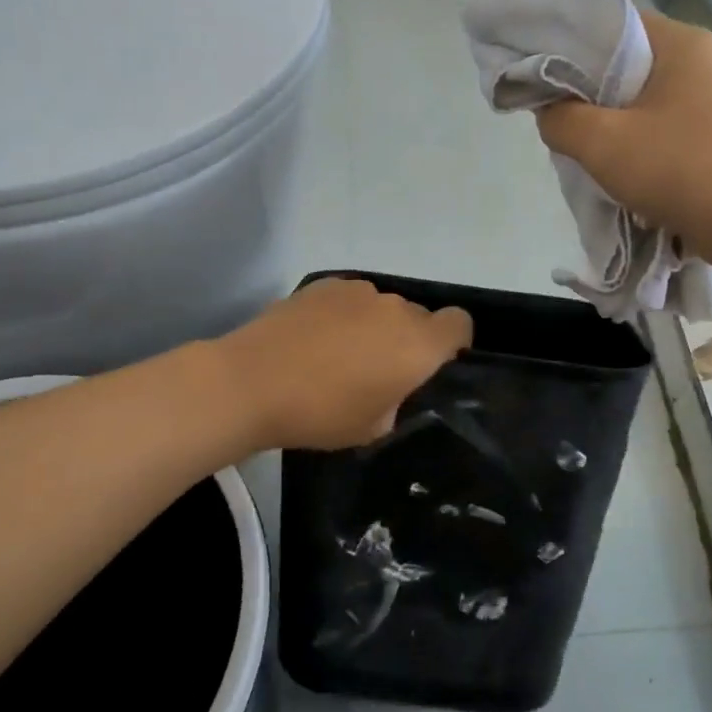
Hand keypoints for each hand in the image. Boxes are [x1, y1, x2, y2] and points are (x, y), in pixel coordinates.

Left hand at [215, 279, 472, 451]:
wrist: (251, 382)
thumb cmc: (320, 414)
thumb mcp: (373, 427)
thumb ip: (397, 400)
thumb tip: (391, 385)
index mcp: (418, 345)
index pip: (460, 324)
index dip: (454, 342)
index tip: (433, 364)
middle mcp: (396, 309)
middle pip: (419, 316)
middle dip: (409, 339)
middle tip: (378, 370)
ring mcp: (358, 291)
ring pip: (383, 307)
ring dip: (375, 325)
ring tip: (339, 353)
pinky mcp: (324, 284)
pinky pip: (351, 299)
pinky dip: (344, 314)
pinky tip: (315, 338)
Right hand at [534, 10, 711, 268]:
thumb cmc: (680, 168)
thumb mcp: (603, 142)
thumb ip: (561, 120)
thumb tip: (548, 112)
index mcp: (679, 43)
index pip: (612, 24)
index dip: (571, 45)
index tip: (540, 74)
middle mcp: (698, 62)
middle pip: (624, 66)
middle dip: (586, 93)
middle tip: (555, 117)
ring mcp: (709, 101)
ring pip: (639, 103)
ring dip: (608, 125)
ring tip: (578, 148)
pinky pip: (658, 131)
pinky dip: (633, 146)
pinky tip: (612, 171)